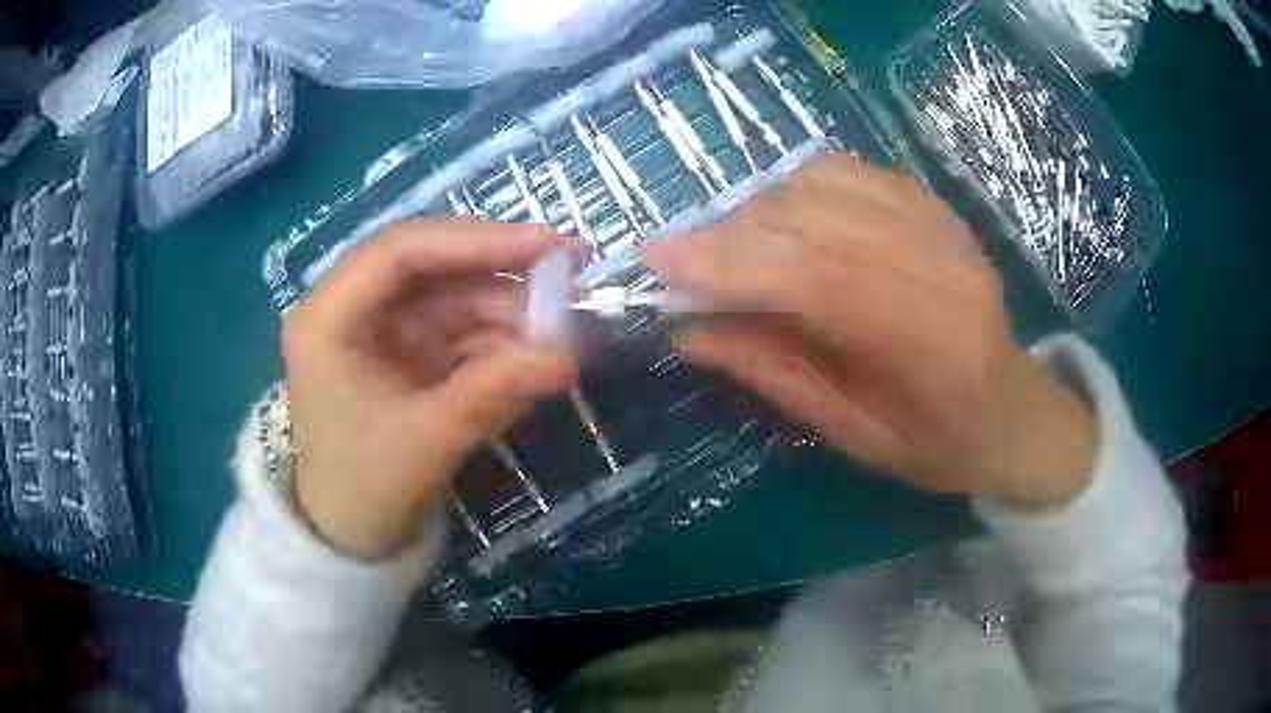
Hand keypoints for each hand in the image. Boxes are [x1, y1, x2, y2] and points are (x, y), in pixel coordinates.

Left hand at [282, 219, 577, 558]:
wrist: (351, 537)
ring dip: (506, 307)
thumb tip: (570, 356)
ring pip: (451, 291)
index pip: (399, 252)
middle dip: (499, 267)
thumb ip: (494, 390)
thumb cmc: (366, 490)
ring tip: (560, 331)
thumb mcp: (428, 440)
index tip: (545, 245)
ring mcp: (380, 325)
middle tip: (569, 268)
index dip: (475, 240)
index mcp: (327, 319)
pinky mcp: (404, 348)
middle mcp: (350, 307)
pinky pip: (457, 326)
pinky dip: (497, 336)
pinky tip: (532, 354)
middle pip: (430, 262)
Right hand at [643, 155, 1096, 511]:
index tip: (657, 258)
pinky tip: (778, 221)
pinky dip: (792, 187)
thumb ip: (775, 374)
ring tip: (730, 248)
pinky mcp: (930, 202)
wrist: (1014, 408)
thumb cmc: (940, 443)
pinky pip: (844, 170)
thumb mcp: (855, 435)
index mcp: (929, 342)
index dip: (730, 261)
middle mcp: (939, 265)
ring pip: (822, 183)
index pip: (818, 277)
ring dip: (757, 210)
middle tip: (677, 258)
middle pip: (814, 219)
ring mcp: (938, 222)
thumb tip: (689, 330)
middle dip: (729, 233)